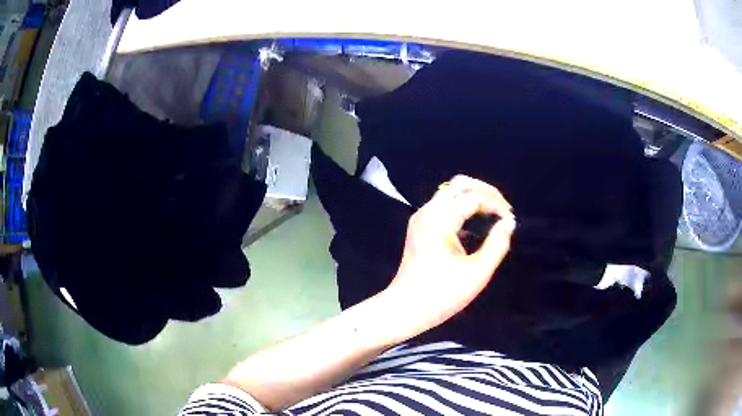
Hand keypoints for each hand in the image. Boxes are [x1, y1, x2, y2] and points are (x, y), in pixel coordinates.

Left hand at [382, 175, 515, 340]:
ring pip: (451, 193)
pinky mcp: (420, 227)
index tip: (510, 220)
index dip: (496, 204)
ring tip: (494, 213)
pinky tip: (476, 223)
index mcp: (439, 219)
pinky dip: (463, 207)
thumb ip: (497, 244)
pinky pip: (444, 206)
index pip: (473, 196)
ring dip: (474, 198)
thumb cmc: (441, 295)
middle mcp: (428, 212)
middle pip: (459, 185)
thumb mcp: (477, 273)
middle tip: (503, 209)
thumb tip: (508, 223)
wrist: (405, 309)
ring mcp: (421, 218)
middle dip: (485, 192)